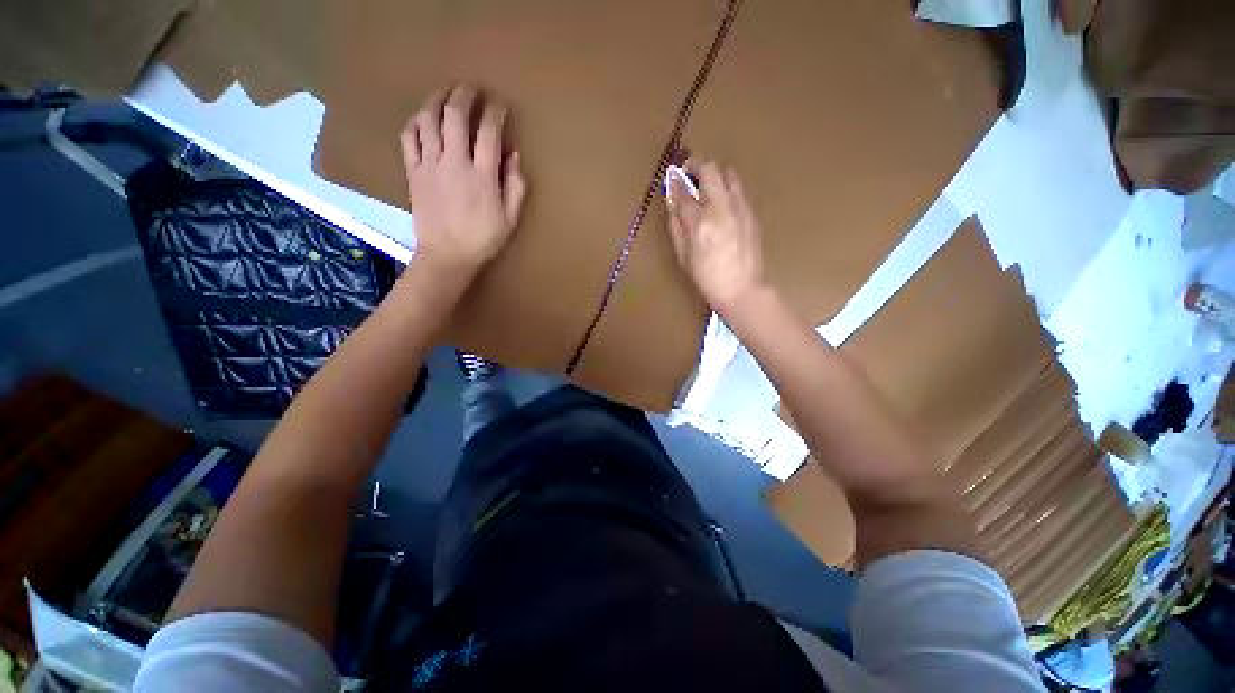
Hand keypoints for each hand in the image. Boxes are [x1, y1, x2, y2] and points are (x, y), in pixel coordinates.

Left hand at [401, 84, 526, 275]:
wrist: (447, 255)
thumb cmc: (483, 239)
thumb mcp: (510, 218)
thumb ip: (515, 186)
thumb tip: (513, 155)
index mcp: (482, 176)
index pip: (488, 132)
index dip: (495, 113)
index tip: (499, 105)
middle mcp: (454, 162)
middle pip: (455, 115)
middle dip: (464, 95)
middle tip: (471, 88)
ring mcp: (430, 165)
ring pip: (428, 119)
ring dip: (437, 99)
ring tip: (445, 93)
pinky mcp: (413, 172)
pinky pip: (409, 137)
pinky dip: (415, 122)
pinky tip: (423, 118)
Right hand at [666, 160, 765, 313]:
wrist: (741, 288)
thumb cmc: (707, 278)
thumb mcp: (683, 257)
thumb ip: (676, 228)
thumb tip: (672, 207)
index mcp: (699, 223)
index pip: (683, 192)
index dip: (675, 183)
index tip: (671, 178)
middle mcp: (720, 208)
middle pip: (709, 170)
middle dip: (696, 165)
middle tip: (690, 173)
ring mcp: (740, 208)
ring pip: (729, 173)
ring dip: (716, 175)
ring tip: (709, 186)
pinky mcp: (752, 213)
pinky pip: (739, 190)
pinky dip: (728, 189)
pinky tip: (723, 204)